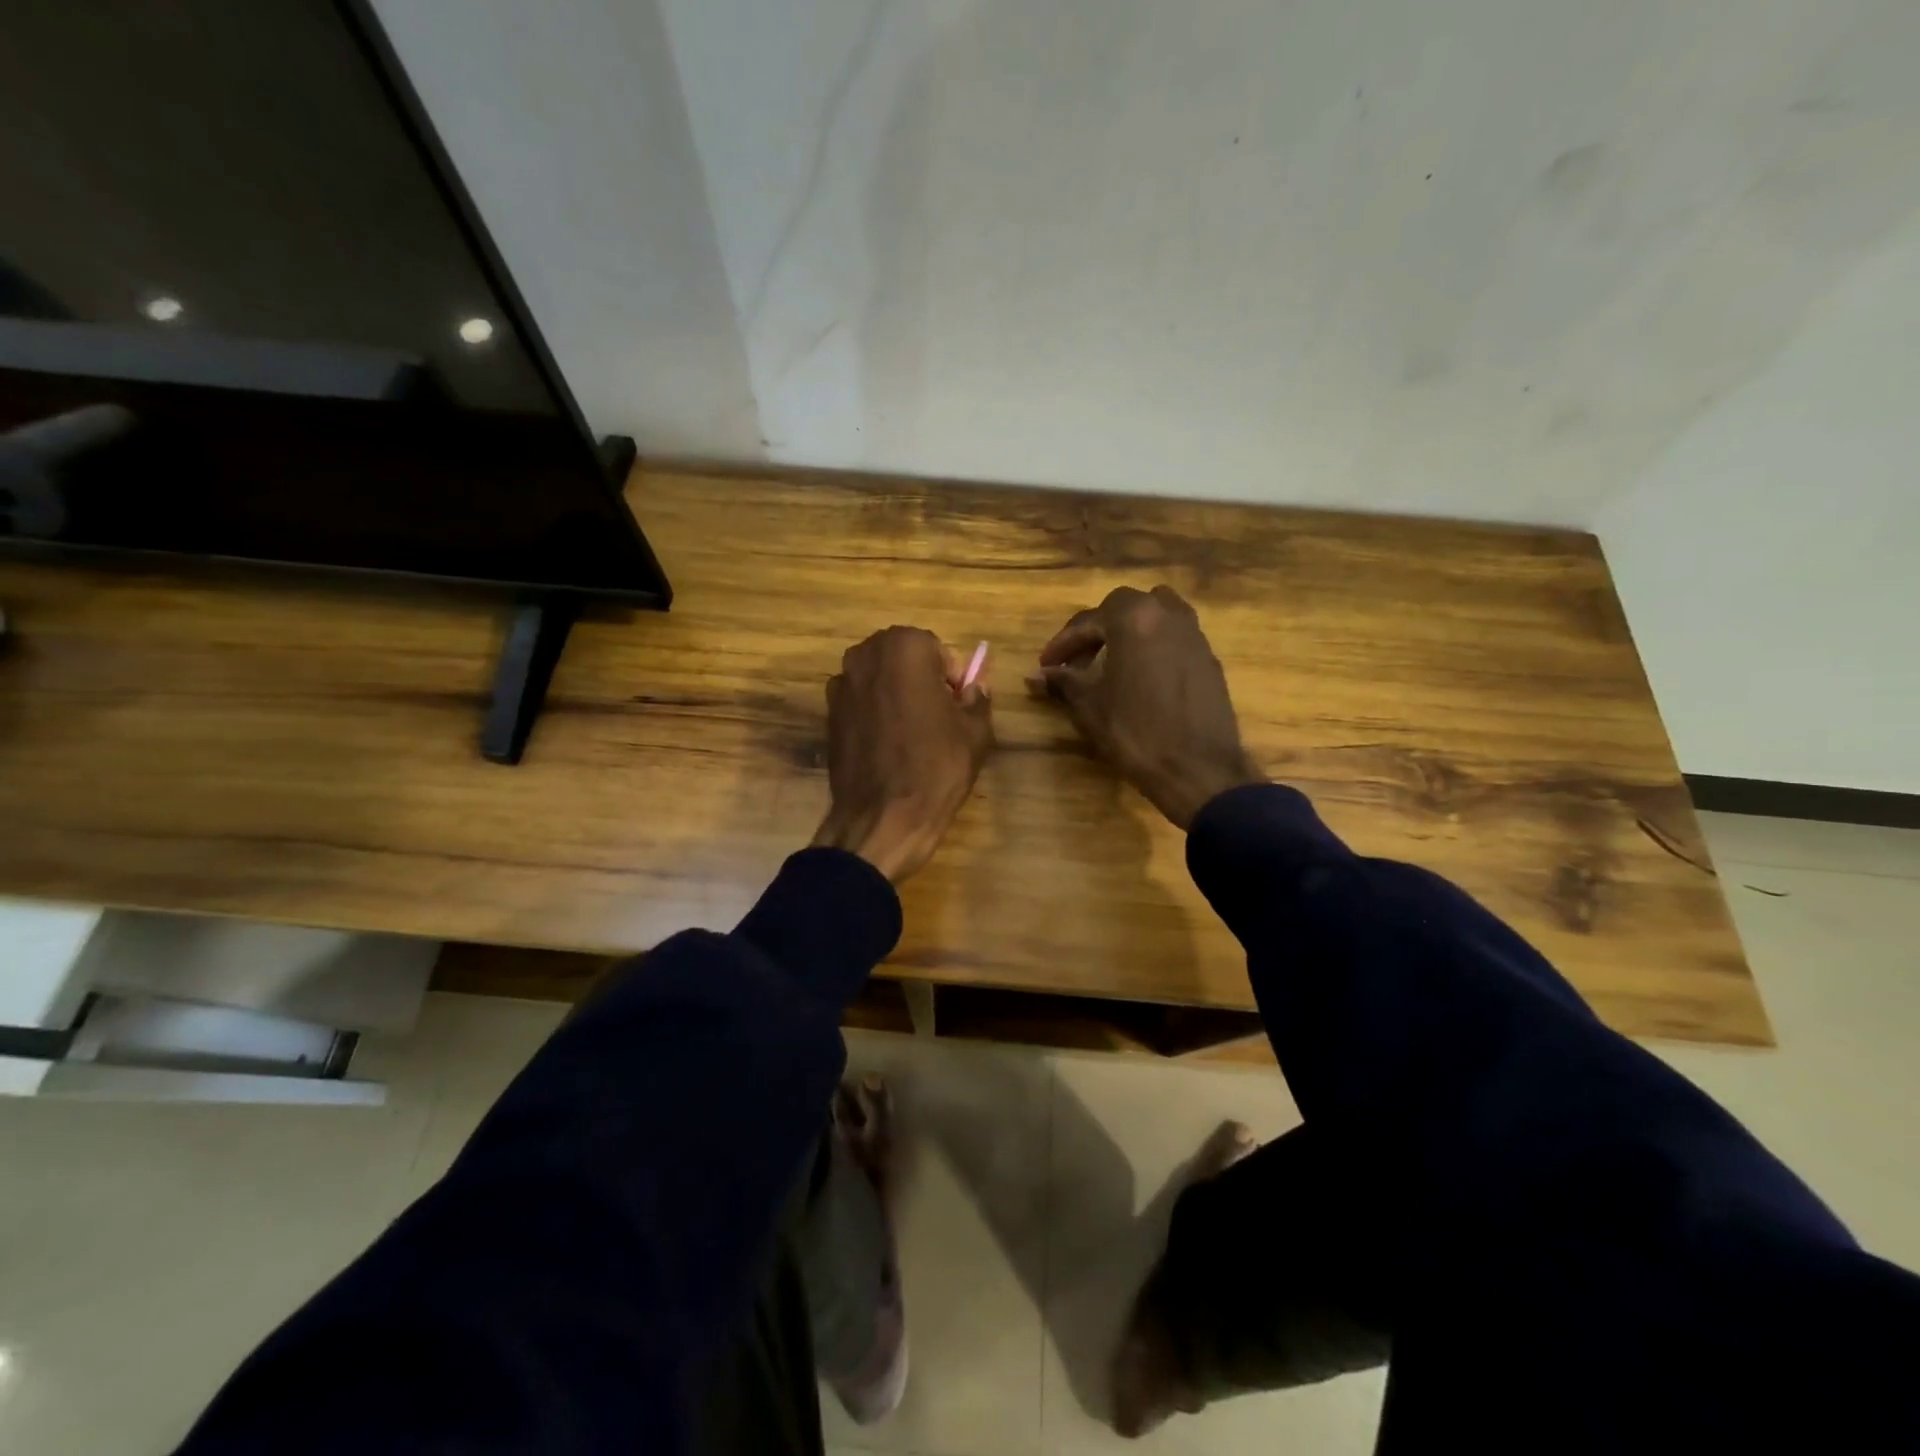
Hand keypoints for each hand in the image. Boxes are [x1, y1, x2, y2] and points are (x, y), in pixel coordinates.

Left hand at [812, 626, 993, 882]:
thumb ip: (977, 698)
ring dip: (897, 695)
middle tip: (938, 718)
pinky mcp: (828, 714)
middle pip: (904, 658)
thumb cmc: (936, 767)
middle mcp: (865, 654)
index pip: (938, 650)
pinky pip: (861, 702)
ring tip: (912, 734)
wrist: (882, 818)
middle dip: (921, 679)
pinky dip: (875, 714)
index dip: (951, 678)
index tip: (956, 707)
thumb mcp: (975, 732)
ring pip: (880, 679)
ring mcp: (841, 684)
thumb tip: (973, 688)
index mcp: (905, 647)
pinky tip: (888, 746)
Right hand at [1032, 585, 1263, 829]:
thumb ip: (1063, 682)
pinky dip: (1152, 647)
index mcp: (1134, 618)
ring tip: (1110, 662)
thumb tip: (1037, 675)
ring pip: (1154, 617)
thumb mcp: (1090, 706)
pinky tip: (1140, 678)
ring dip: (1128, 633)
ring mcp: (1195, 635)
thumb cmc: (1135, 732)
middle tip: (1077, 662)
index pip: (1088, 620)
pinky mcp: (1210, 659)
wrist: (1198, 769)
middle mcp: (1168, 614)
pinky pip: (1173, 639)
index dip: (1062, 644)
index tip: (1046, 666)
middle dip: (1096, 631)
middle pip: (1123, 609)